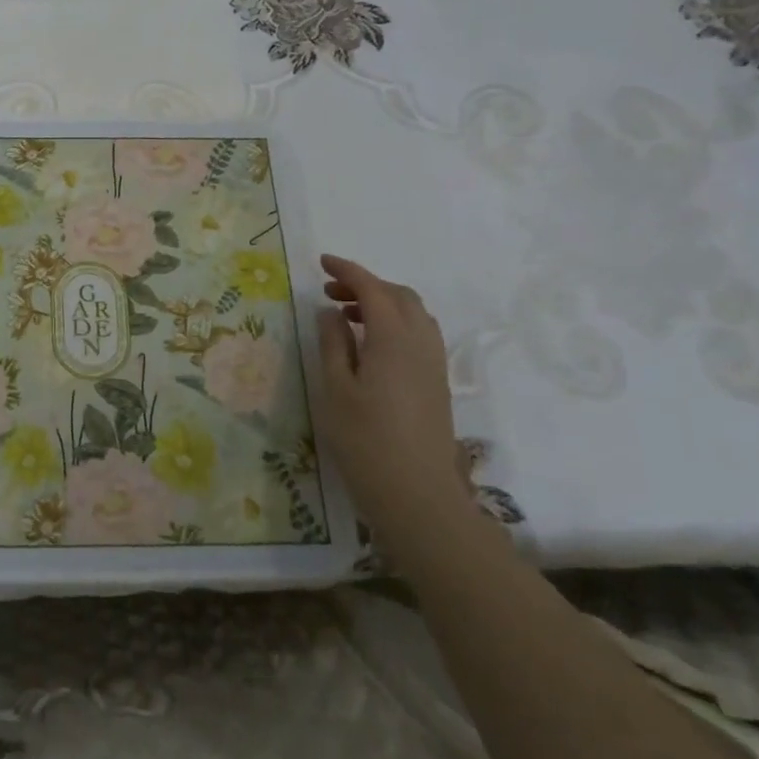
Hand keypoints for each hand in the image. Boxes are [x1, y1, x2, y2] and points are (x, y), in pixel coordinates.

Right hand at [315, 255, 475, 556]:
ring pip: (414, 314)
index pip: (372, 289)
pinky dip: (395, 323)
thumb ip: (333, 343)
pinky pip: (420, 334)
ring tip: (348, 316)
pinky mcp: (437, 382)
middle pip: (399, 296)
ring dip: (383, 303)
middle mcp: (421, 342)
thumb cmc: (365, 440)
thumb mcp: (335, 389)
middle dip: (365, 285)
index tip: (321, 263)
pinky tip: (371, 344)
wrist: (418, 495)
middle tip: (329, 292)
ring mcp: (434, 363)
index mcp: (393, 338)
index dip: (347, 271)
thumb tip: (331, 311)